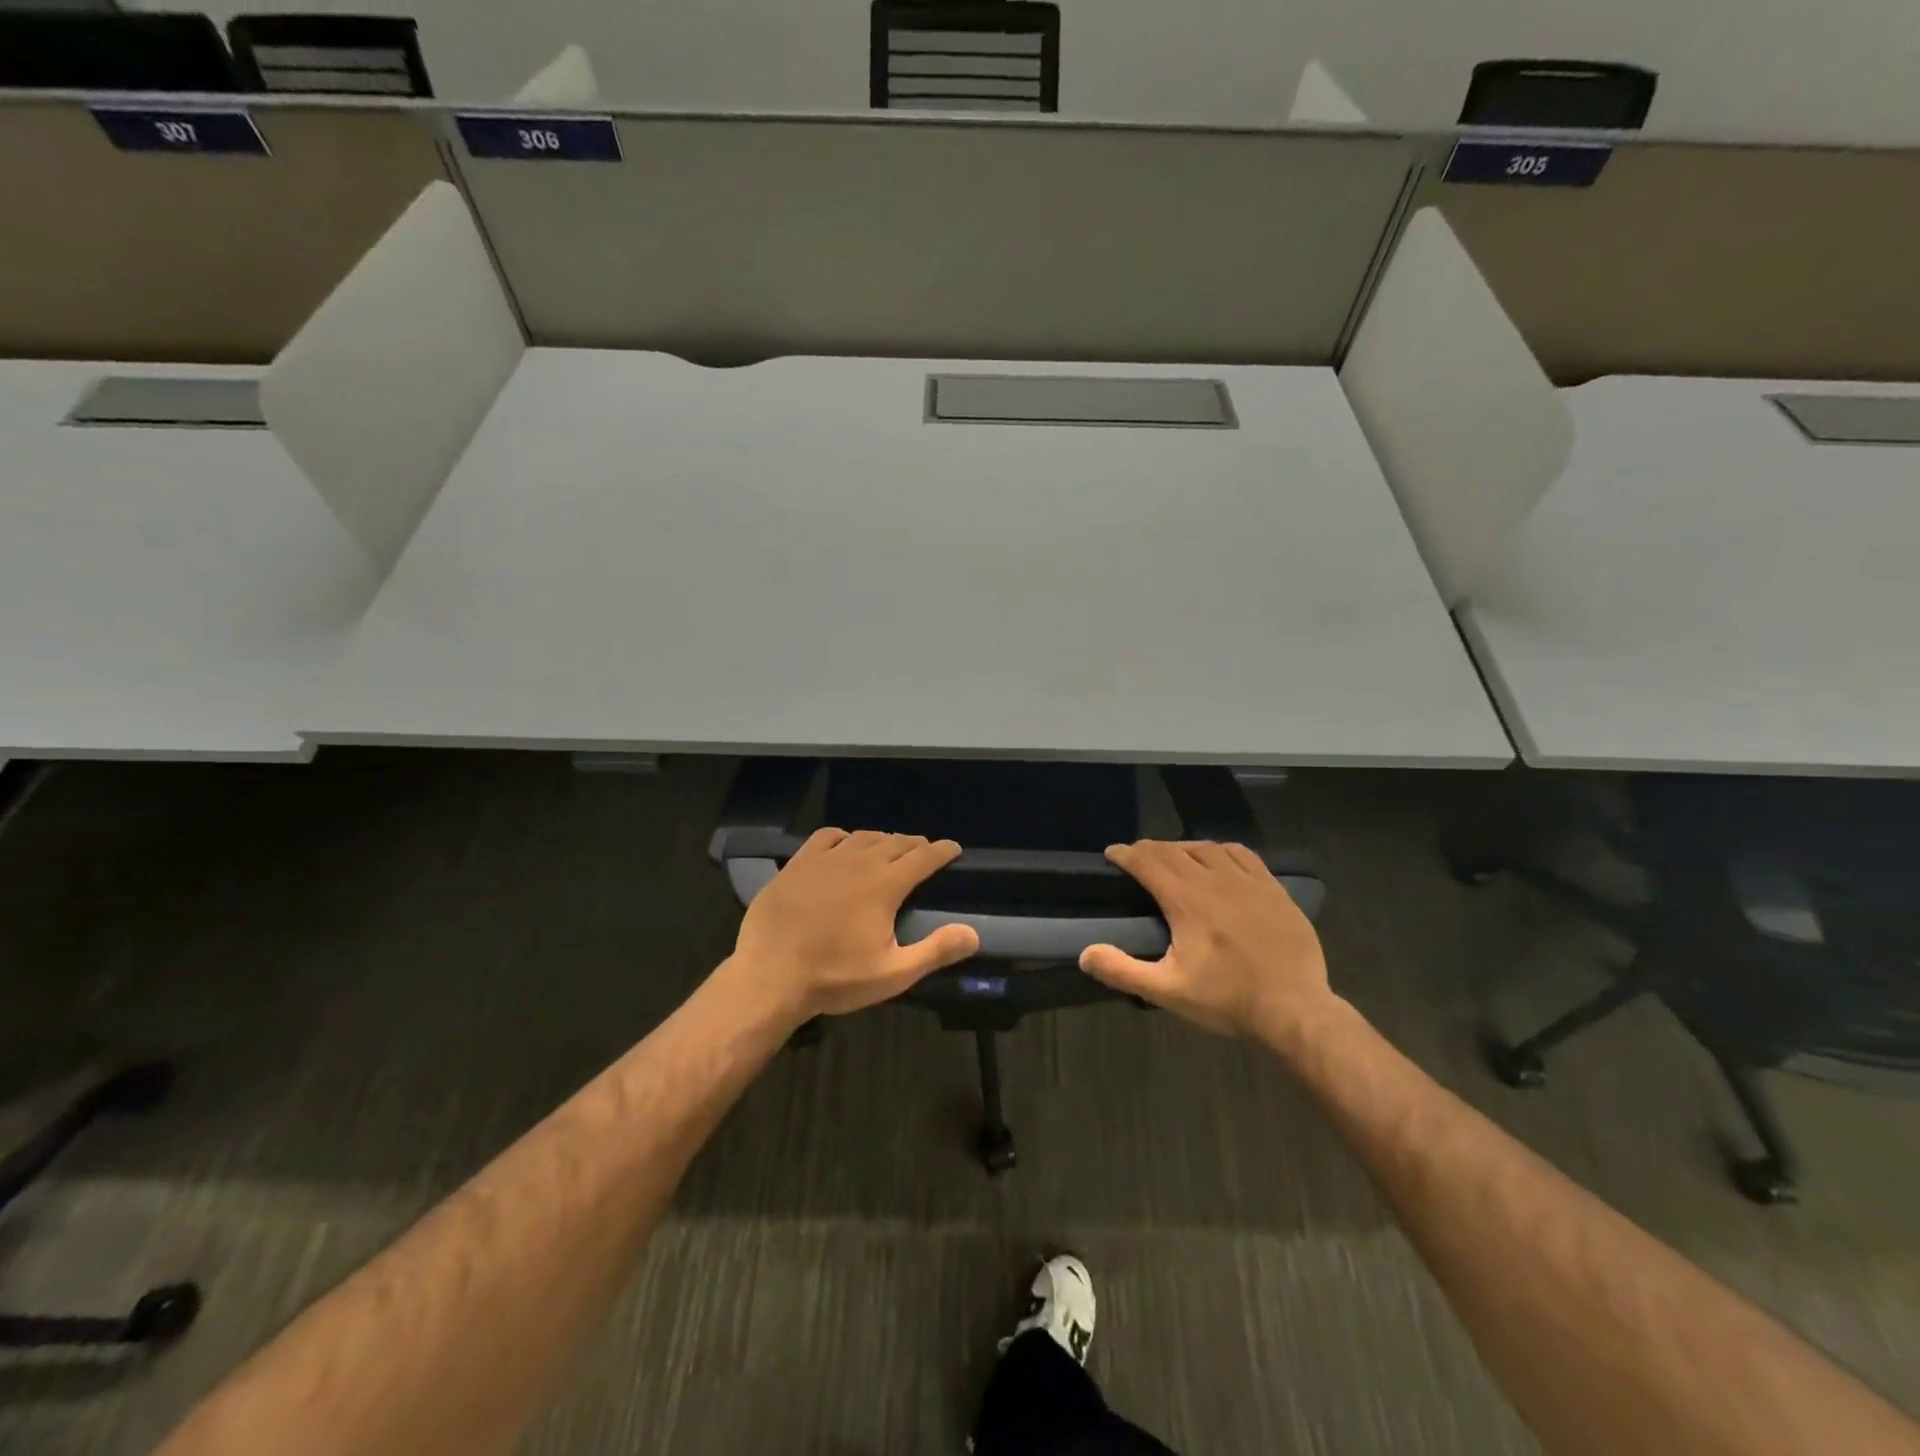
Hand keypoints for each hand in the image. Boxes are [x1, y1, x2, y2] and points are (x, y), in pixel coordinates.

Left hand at [728, 828, 980, 1022]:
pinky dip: (843, 837)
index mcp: (885, 885)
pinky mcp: (797, 864)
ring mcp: (825, 860)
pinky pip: (826, 837)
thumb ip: (935, 951)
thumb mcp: (893, 973)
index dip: (942, 851)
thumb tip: (973, 934)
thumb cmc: (835, 978)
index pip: (923, 857)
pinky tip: (844, 843)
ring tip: (890, 846)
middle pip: (895, 842)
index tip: (954, 848)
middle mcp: (858, 862)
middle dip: (915, 844)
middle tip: (925, 850)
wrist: (770, 976)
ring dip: (882, 839)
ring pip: (862, 837)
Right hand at [1079, 840, 1336, 1042]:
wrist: (1294, 1009)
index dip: (1125, 854)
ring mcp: (1247, 880)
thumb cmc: (1227, 999)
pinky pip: (1241, 854)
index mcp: (1186, 900)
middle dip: (1149, 849)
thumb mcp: (1169, 991)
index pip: (1147, 862)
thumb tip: (1085, 953)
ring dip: (1183, 847)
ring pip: (1207, 847)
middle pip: (1174, 850)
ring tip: (1173, 857)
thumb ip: (1123, 970)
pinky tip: (1218, 860)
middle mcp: (1214, 879)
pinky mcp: (1272, 888)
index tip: (1112, 854)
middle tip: (1136, 857)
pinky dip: (1220, 850)